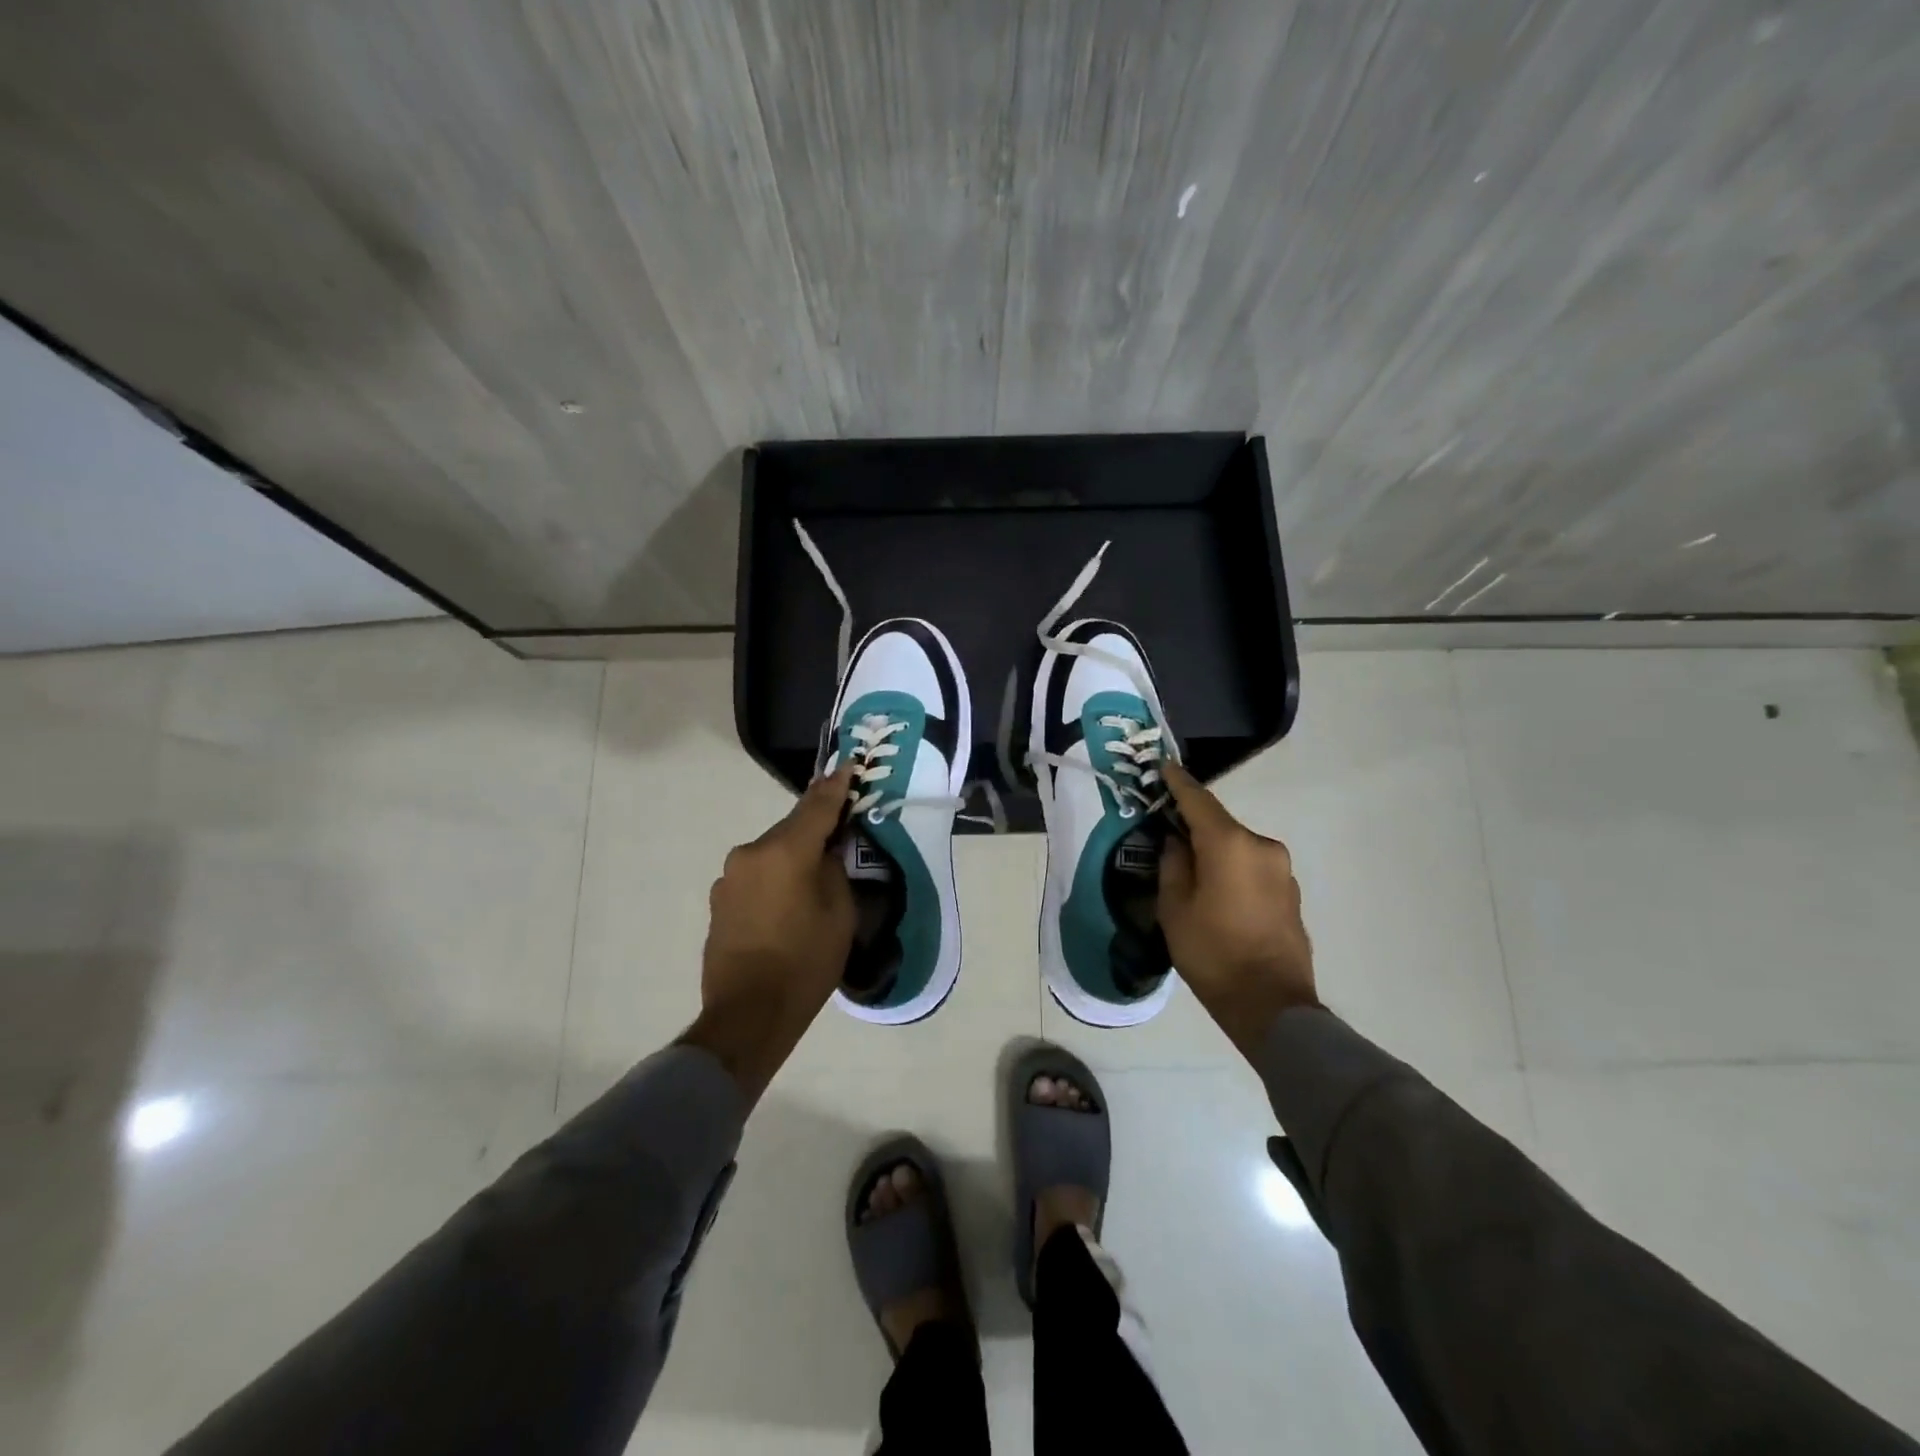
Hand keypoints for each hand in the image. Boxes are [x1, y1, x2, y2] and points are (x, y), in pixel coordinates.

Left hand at [679, 767, 855, 1102]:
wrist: (747, 1016)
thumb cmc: (804, 964)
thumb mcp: (839, 914)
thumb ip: (833, 870)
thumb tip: (824, 853)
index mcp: (784, 852)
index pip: (816, 808)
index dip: (835, 787)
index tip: (847, 766)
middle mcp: (750, 854)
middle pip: (791, 831)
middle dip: (814, 831)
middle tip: (839, 839)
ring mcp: (729, 878)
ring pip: (771, 855)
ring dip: (791, 860)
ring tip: (812, 885)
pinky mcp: (719, 901)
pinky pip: (756, 877)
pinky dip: (774, 881)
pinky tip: (786, 907)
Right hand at [1158, 761, 1318, 1056]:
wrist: (1271, 1005)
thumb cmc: (1212, 952)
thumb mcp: (1174, 908)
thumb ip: (1173, 864)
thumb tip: (1178, 842)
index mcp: (1230, 844)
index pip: (1198, 800)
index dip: (1178, 782)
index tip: (1164, 766)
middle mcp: (1261, 846)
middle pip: (1220, 826)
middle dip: (1194, 827)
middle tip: (1167, 837)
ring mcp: (1282, 870)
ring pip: (1237, 849)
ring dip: (1215, 853)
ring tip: (1192, 875)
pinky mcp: (1291, 893)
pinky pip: (1253, 869)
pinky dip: (1233, 872)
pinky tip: (1219, 896)